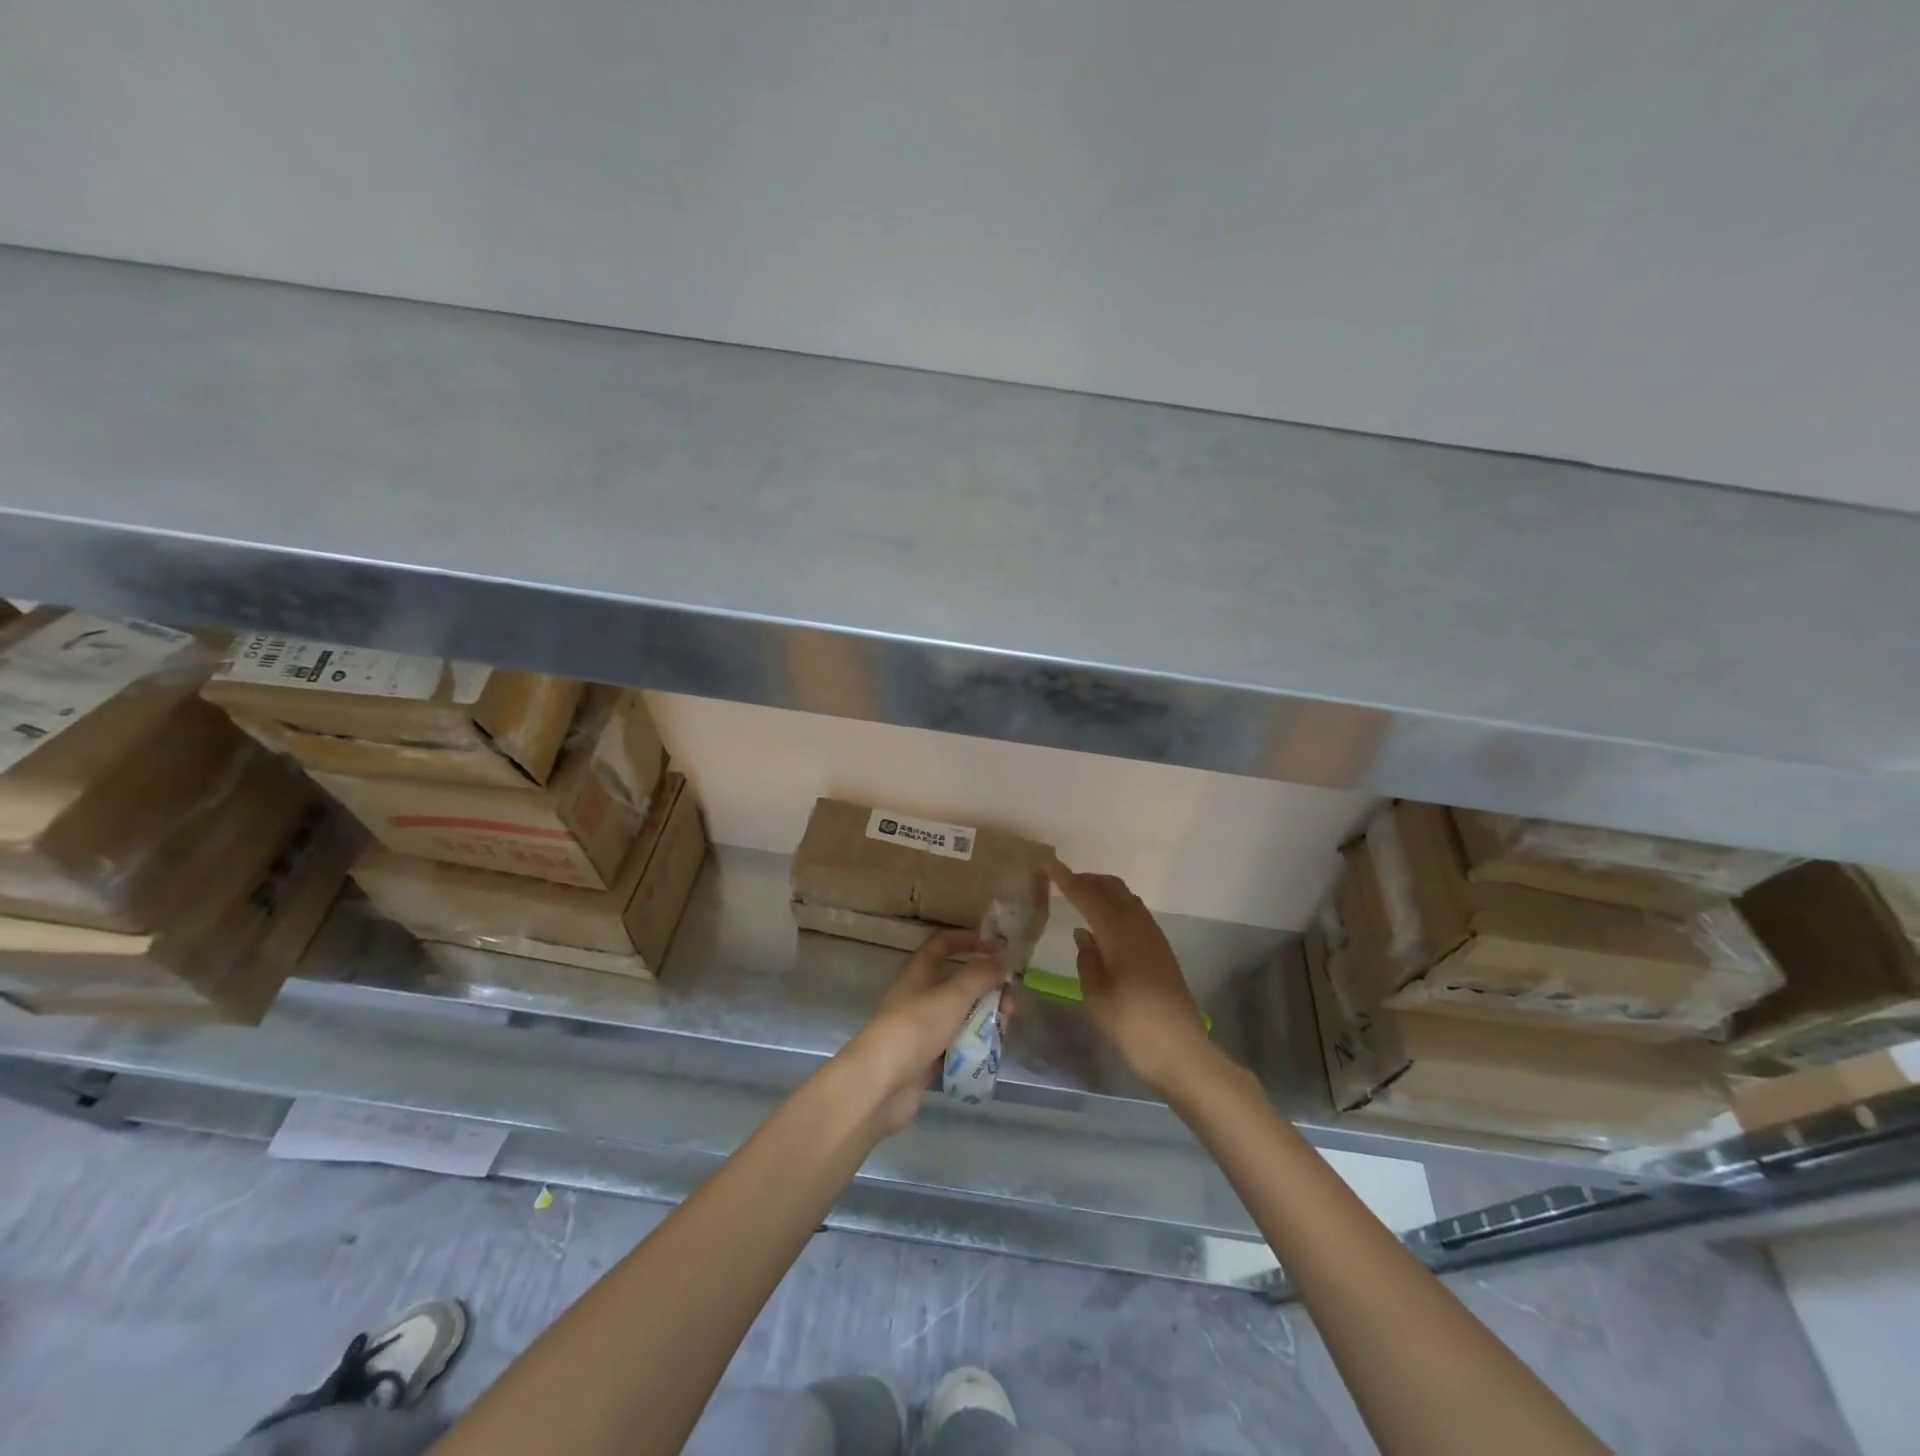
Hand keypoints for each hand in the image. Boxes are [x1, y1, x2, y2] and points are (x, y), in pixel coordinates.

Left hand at [842, 929, 1012, 1134]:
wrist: (883, 1083)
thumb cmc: (917, 1027)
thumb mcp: (953, 995)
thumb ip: (981, 975)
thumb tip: (1003, 961)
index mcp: (920, 971)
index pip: (944, 943)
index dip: (970, 939)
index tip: (999, 946)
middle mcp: (921, 994)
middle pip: (960, 982)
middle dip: (989, 988)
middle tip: (1011, 1004)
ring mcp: (924, 1027)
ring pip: (963, 1013)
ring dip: (986, 1017)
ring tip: (1004, 1028)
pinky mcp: (928, 1056)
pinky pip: (958, 1041)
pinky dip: (975, 1043)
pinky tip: (991, 1050)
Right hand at [1046, 861, 1212, 1091]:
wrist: (1181, 1051)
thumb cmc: (1132, 1025)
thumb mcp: (1096, 995)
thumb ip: (1087, 959)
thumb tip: (1084, 933)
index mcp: (1119, 933)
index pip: (1089, 896)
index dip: (1067, 880)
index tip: (1048, 865)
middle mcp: (1138, 926)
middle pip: (1113, 888)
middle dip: (1088, 880)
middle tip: (1063, 882)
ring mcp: (1154, 937)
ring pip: (1127, 898)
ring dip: (1104, 891)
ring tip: (1081, 898)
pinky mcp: (1161, 950)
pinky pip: (1135, 913)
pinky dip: (1117, 906)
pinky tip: (1104, 924)